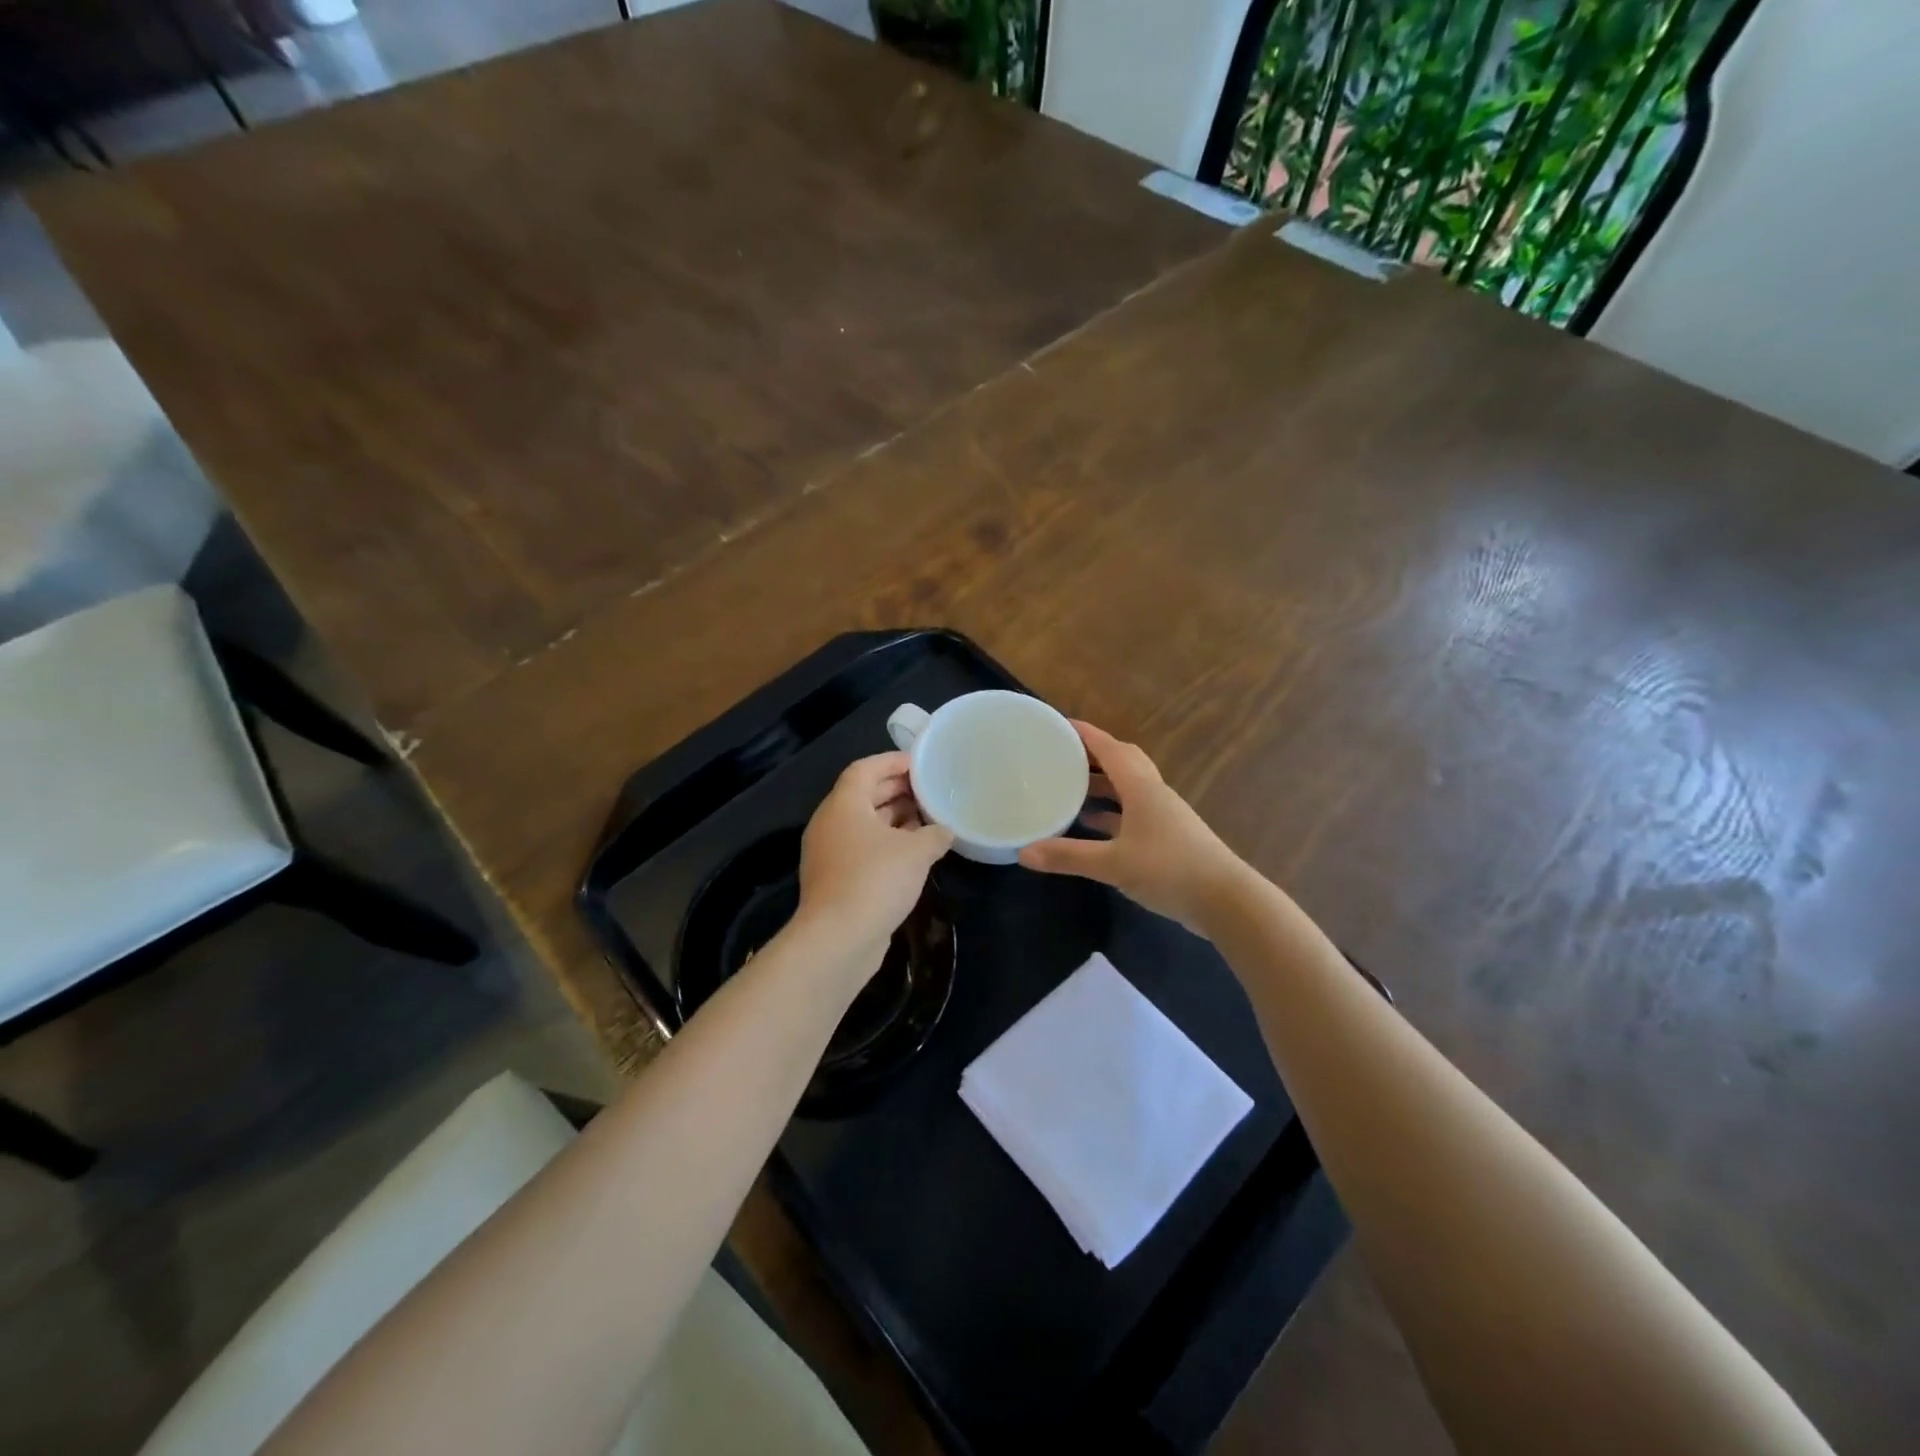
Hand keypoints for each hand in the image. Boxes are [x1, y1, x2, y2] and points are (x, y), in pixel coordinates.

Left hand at [796, 751, 952, 970]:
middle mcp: (830, 823)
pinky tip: (914, 854)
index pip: (865, 769)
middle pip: (863, 795)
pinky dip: (886, 844)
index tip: (920, 764)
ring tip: (928, 819)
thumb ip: (935, 834)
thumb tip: (945, 831)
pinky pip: (862, 849)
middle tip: (929, 790)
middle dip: (896, 790)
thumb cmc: (876, 880)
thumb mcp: (916, 852)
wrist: (838, 939)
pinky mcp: (834, 879)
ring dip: (894, 819)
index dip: (892, 761)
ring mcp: (829, 853)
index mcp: (843, 805)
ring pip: (864, 824)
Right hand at [1019, 721, 1248, 932]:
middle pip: (1122, 761)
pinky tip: (1092, 826)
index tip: (1058, 724)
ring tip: (1069, 788)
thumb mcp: (1113, 864)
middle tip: (1061, 755)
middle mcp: (1153, 794)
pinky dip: (1111, 813)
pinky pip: (1133, 813)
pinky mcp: (1168, 838)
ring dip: (1102, 784)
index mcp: (1141, 788)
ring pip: (1128, 788)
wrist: (1226, 901)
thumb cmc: (1169, 870)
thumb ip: (1068, 856)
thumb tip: (1023, 852)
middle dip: (1093, 755)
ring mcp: (1163, 816)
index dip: (1085, 734)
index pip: (1109, 748)